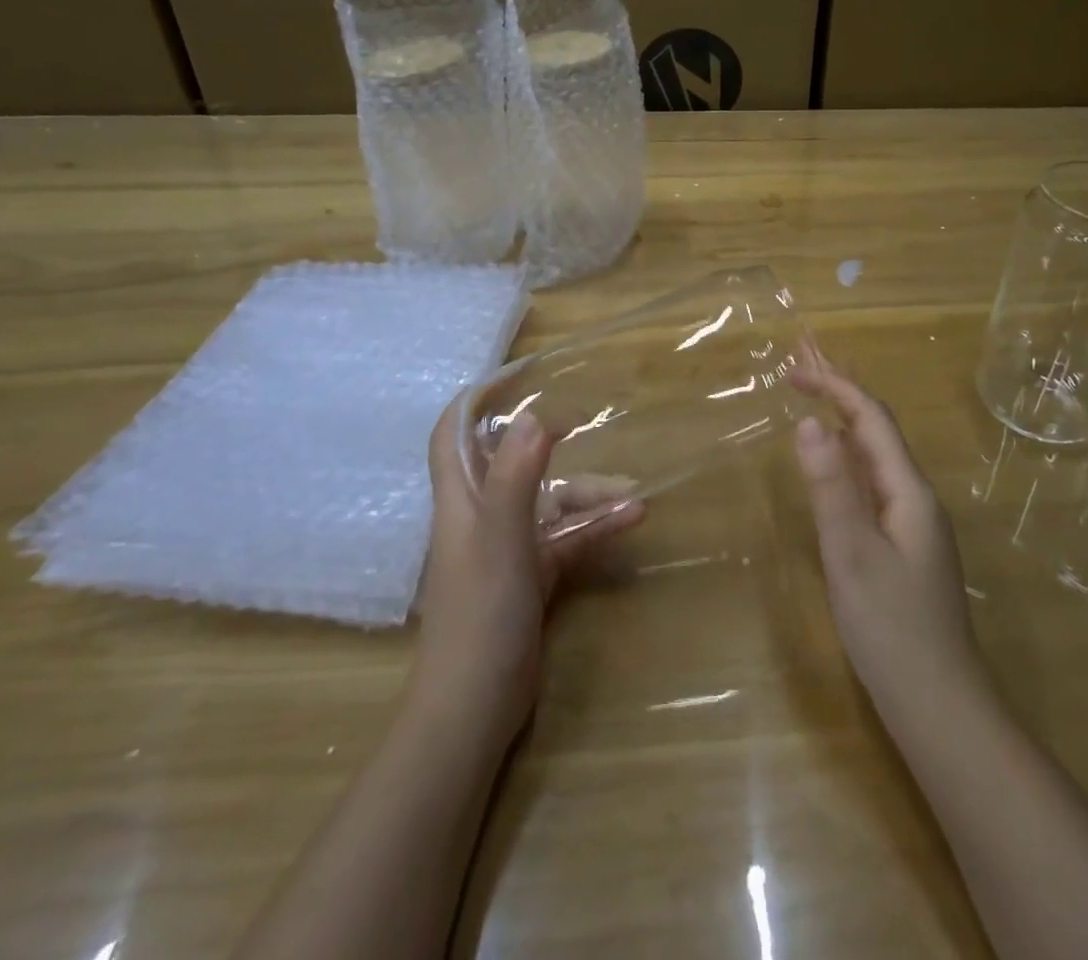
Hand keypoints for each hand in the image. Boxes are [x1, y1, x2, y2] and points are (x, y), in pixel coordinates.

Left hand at [412, 402, 644, 742]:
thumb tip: (532, 417)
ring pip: (549, 504)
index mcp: (462, 501)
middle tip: (587, 425)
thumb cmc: (481, 616)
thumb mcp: (502, 540)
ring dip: (588, 496)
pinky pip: (566, 539)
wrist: (473, 709)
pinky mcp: (530, 578)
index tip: (515, 378)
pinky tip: (630, 522)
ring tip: (634, 496)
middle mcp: (482, 516)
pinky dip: (594, 529)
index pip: (453, 435)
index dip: (475, 402)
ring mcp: (507, 548)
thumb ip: (515, 478)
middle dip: (551, 446)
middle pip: (513, 465)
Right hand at [790, 362, 988, 719]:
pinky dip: (848, 458)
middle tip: (801, 367)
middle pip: (877, 430)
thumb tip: (808, 422)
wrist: (939, 706)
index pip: (871, 419)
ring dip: (844, 422)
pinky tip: (835, 467)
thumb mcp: (851, 554)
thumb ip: (831, 487)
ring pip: (875, 456)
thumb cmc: (891, 628)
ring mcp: (912, 523)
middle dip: (840, 393)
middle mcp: (915, 497)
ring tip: (813, 399)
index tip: (793, 370)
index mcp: (908, 491)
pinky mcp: (903, 547)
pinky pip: (873, 483)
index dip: (835, 386)